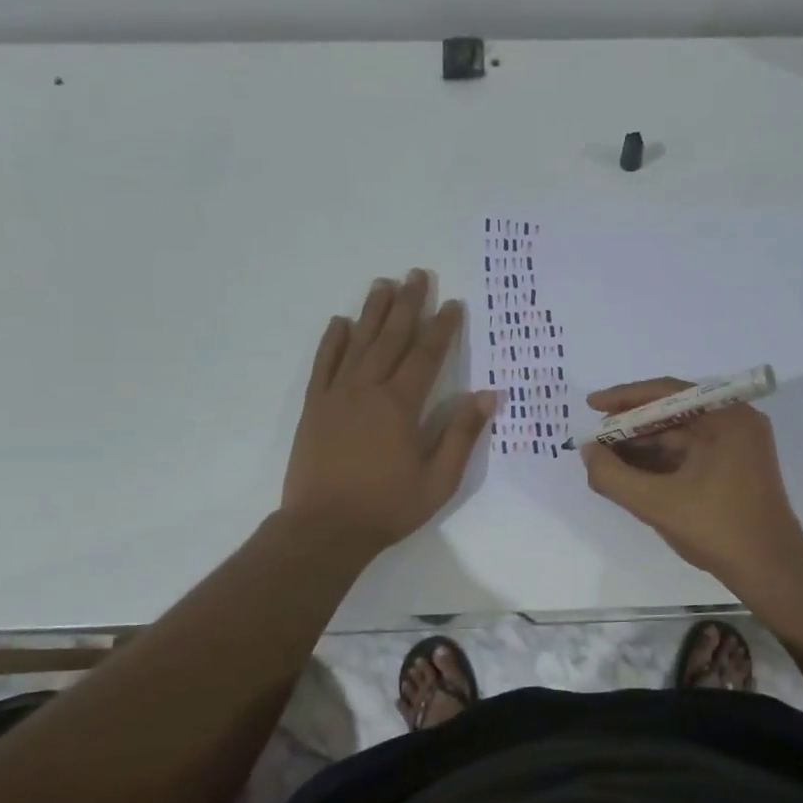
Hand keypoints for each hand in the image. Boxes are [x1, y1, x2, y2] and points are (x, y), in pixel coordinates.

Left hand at [282, 270, 497, 553]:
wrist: (323, 528)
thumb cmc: (387, 507)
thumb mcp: (438, 480)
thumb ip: (461, 434)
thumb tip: (488, 395)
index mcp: (401, 406)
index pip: (426, 356)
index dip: (442, 328)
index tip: (453, 303)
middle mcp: (368, 390)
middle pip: (391, 338)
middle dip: (407, 305)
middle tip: (417, 274)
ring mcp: (336, 395)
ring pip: (357, 343)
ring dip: (372, 312)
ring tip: (383, 283)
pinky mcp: (313, 407)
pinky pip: (323, 364)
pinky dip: (332, 341)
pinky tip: (340, 322)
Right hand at [580, 378, 802, 583]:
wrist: (769, 570)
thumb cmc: (717, 529)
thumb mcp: (656, 503)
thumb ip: (613, 476)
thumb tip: (588, 451)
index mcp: (726, 417)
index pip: (667, 392)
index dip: (624, 398)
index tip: (592, 405)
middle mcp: (736, 421)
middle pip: (673, 411)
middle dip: (632, 425)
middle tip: (596, 438)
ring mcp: (739, 445)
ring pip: (680, 434)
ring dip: (644, 444)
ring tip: (607, 456)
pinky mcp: (736, 466)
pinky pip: (691, 451)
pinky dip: (662, 459)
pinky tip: (632, 471)